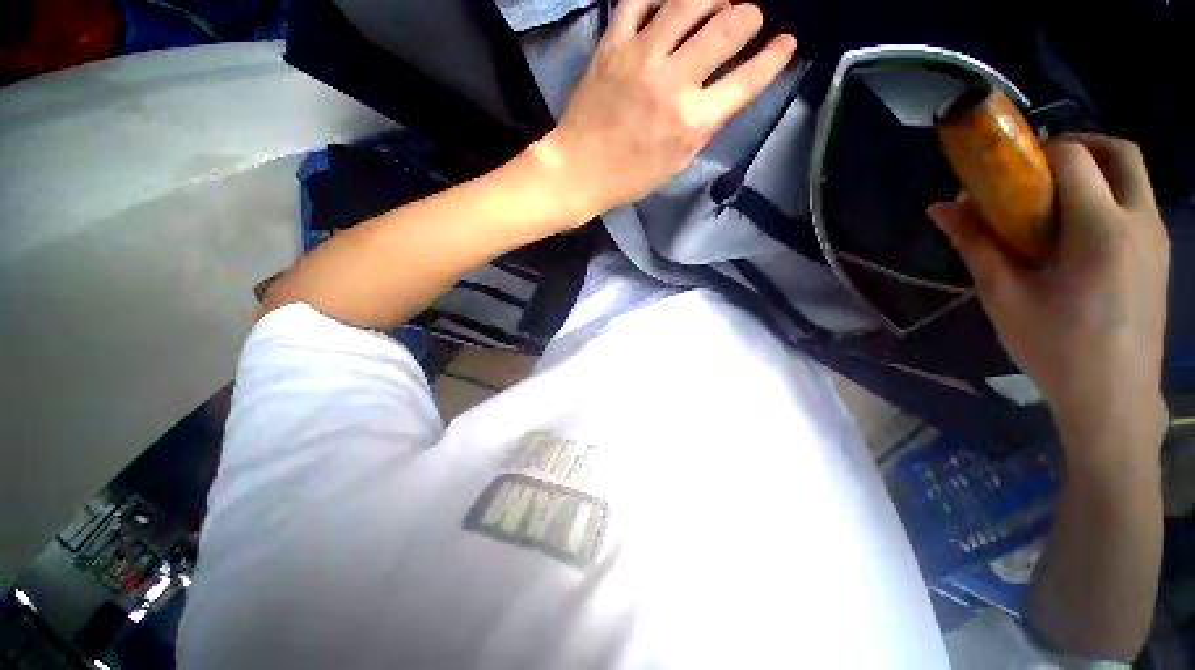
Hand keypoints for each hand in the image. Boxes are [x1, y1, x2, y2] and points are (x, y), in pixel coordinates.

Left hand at [534, 0, 795, 221]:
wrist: (579, 170)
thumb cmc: (630, 177)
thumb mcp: (678, 162)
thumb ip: (706, 125)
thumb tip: (728, 91)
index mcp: (692, 122)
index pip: (748, 79)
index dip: (776, 57)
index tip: (786, 43)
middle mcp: (673, 83)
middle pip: (729, 27)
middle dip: (749, 17)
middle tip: (748, 19)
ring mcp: (641, 57)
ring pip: (690, 1)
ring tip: (718, 3)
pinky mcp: (612, 44)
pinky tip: (671, 1)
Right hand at [929, 135, 1169, 456]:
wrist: (1112, 397)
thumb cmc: (1055, 347)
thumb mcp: (1004, 296)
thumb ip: (975, 244)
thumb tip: (941, 209)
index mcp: (1101, 229)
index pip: (1075, 158)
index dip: (1037, 153)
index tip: (1007, 172)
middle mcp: (1139, 221)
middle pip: (1119, 152)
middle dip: (1078, 145)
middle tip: (1039, 168)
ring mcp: (1156, 238)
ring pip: (1134, 175)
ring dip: (1095, 170)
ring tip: (1054, 201)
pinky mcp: (1160, 255)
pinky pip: (1137, 203)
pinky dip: (1108, 196)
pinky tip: (1078, 231)